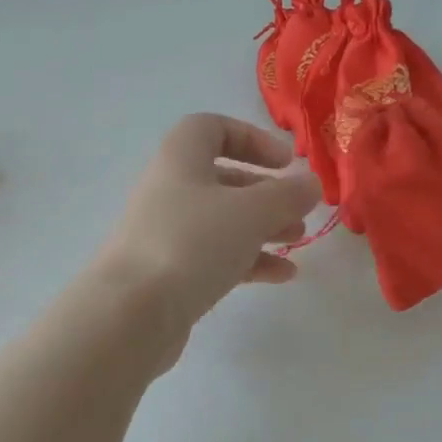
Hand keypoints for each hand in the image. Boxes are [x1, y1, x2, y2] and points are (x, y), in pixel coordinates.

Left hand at [94, 113, 321, 327]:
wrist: (131, 312)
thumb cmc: (192, 243)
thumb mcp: (250, 212)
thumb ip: (287, 194)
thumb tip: (310, 183)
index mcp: (181, 159)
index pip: (212, 128)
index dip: (251, 138)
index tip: (284, 162)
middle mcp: (170, 190)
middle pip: (222, 178)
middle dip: (265, 192)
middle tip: (298, 210)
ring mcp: (167, 233)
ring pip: (222, 220)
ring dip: (262, 227)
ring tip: (297, 241)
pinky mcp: (170, 272)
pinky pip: (215, 256)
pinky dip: (249, 260)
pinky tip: (282, 275)